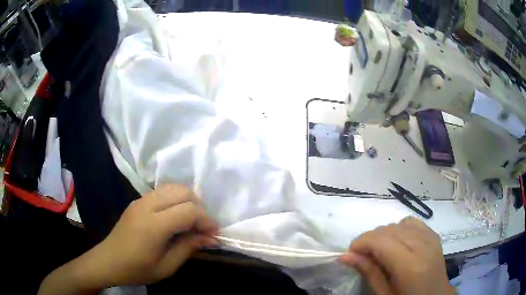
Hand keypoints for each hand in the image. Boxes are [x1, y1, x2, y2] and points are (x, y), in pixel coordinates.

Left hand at [38, 185, 217, 294]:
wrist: (108, 261)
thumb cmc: (137, 269)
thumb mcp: (167, 266)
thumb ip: (189, 248)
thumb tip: (211, 238)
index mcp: (154, 225)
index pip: (189, 210)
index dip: (206, 220)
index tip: (213, 234)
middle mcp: (147, 205)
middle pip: (183, 191)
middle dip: (199, 207)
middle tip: (203, 227)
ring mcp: (140, 200)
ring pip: (173, 187)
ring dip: (187, 200)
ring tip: (191, 221)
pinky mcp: (137, 201)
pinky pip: (162, 191)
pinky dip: (175, 199)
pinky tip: (175, 217)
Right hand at [338, 217, 453, 294]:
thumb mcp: (385, 294)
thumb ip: (368, 272)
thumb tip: (345, 256)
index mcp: (410, 266)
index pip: (382, 241)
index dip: (362, 242)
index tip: (350, 253)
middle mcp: (423, 246)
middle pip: (390, 230)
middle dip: (370, 239)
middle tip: (362, 256)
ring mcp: (431, 238)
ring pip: (399, 223)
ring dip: (384, 234)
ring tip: (379, 250)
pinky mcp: (434, 235)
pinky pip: (412, 222)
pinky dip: (400, 228)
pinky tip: (397, 241)